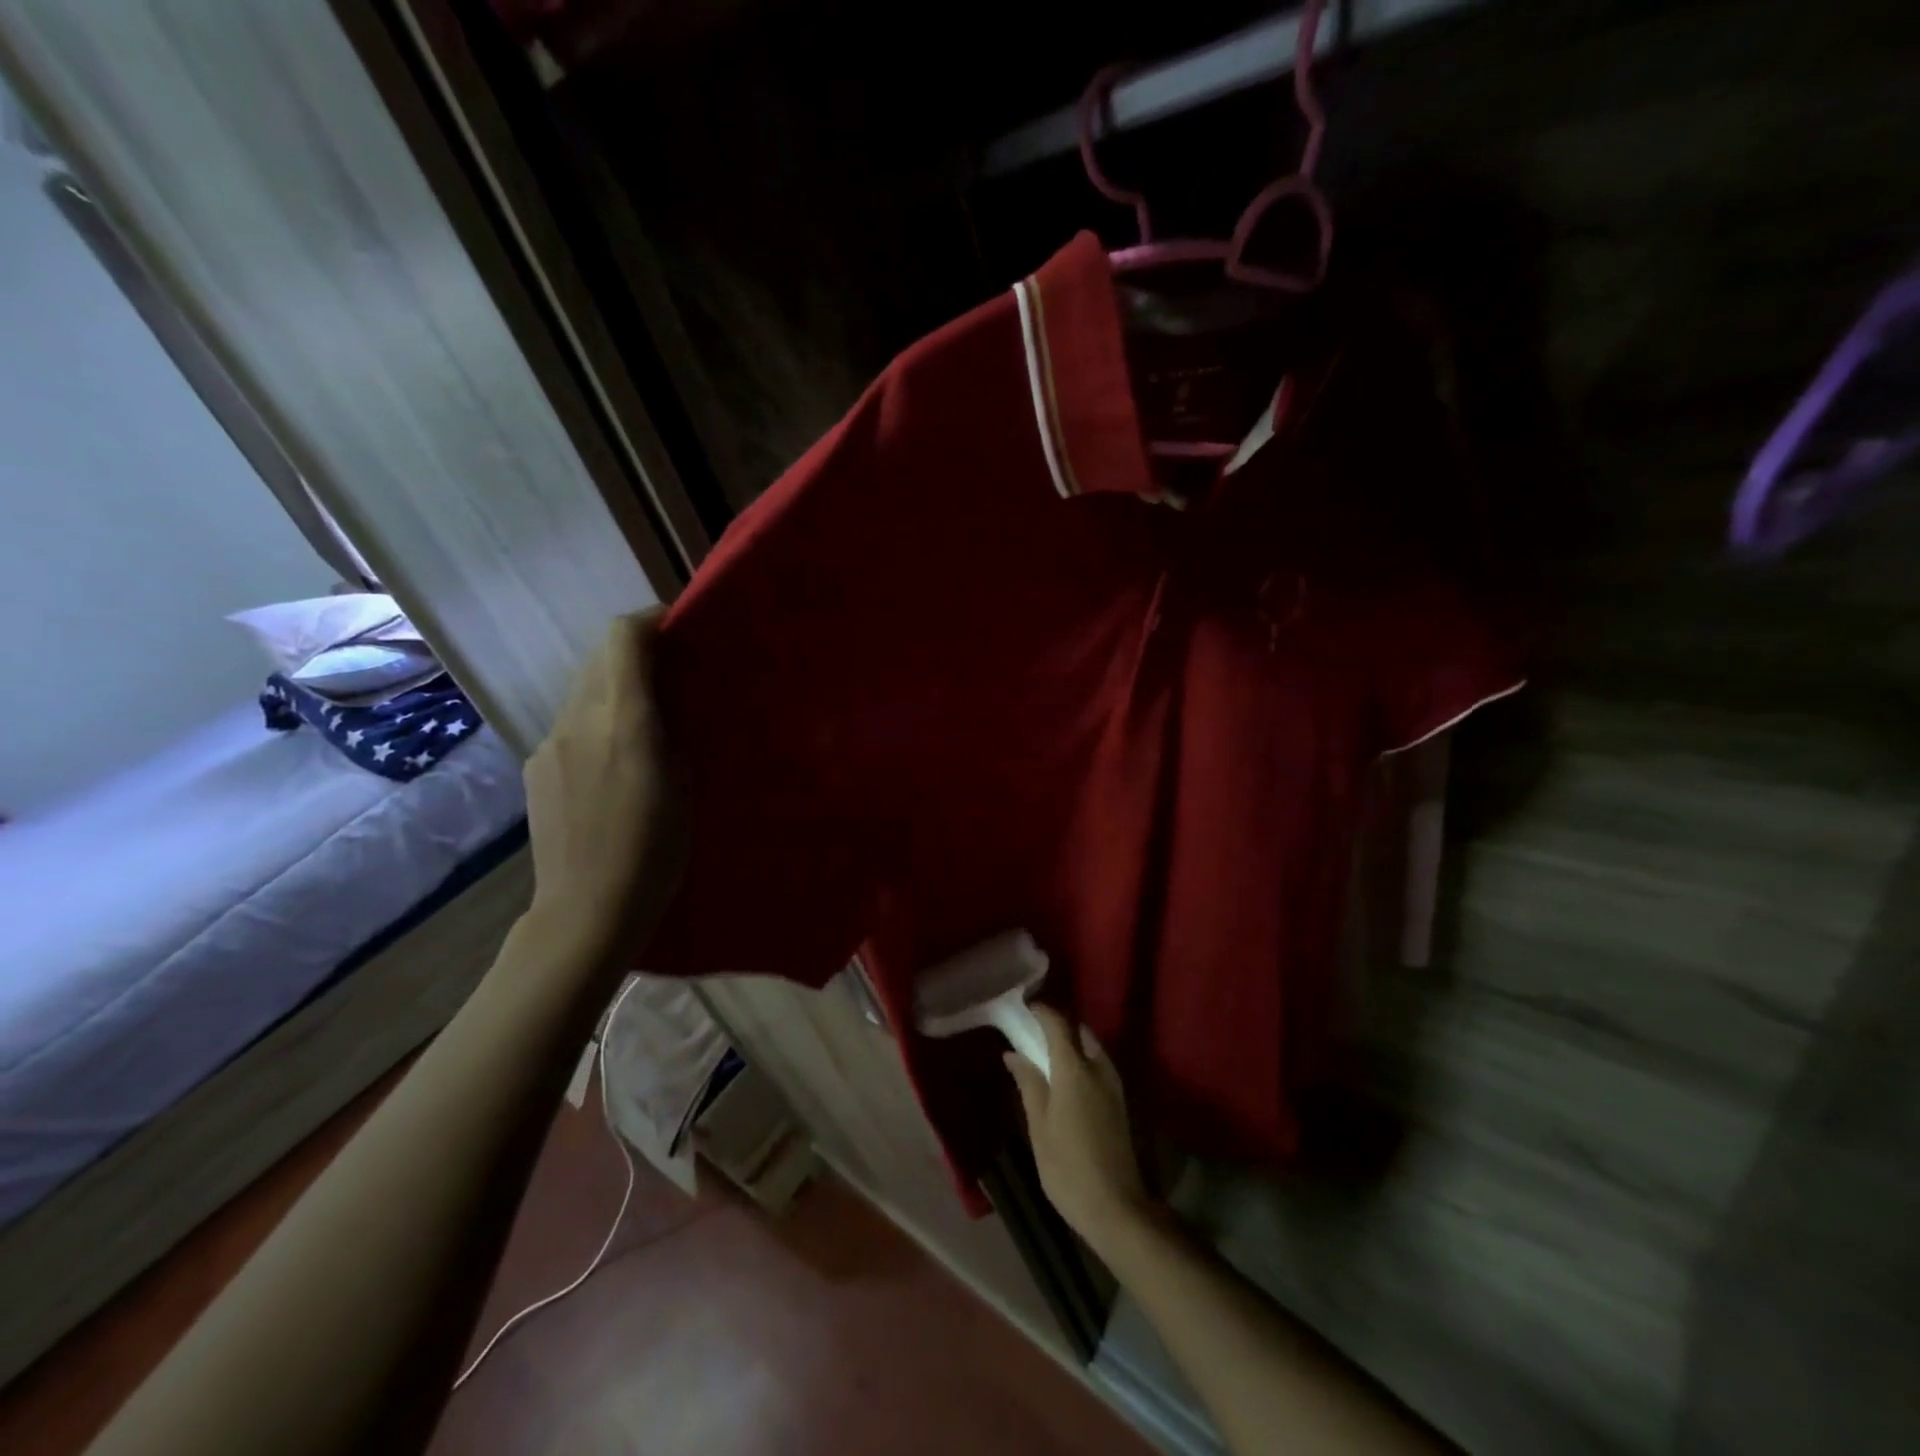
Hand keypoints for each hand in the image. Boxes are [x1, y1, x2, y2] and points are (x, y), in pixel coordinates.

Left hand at [523, 609, 685, 957]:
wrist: (587, 910)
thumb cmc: (655, 851)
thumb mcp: (684, 784)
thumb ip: (672, 729)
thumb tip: (668, 700)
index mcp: (622, 721)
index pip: (623, 638)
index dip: (650, 619)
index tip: (678, 626)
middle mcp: (578, 720)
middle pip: (600, 657)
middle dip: (636, 650)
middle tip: (673, 670)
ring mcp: (549, 744)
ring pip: (583, 689)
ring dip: (615, 684)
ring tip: (648, 713)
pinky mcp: (536, 767)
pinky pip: (570, 723)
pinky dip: (596, 718)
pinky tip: (614, 757)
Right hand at [1005, 1005, 1155, 1256]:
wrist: (1115, 1208)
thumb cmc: (1067, 1167)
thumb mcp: (1039, 1126)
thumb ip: (1028, 1083)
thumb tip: (1013, 1053)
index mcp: (1074, 1069)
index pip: (1057, 1024)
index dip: (1040, 1012)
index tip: (1022, 1010)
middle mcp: (1098, 1068)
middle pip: (1078, 1031)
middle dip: (1057, 1027)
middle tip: (1032, 1036)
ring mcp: (1113, 1085)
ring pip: (1092, 1048)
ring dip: (1071, 1044)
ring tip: (1046, 1058)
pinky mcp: (1120, 1102)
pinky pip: (1099, 1066)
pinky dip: (1082, 1061)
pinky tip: (1066, 1081)